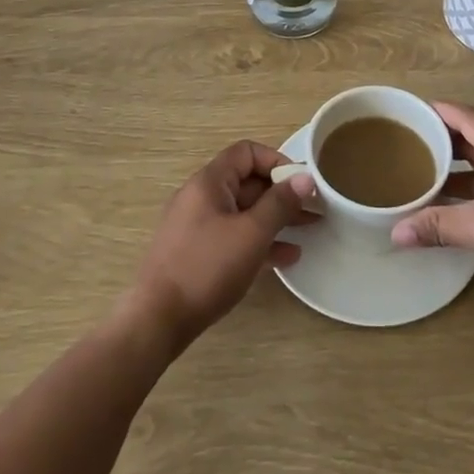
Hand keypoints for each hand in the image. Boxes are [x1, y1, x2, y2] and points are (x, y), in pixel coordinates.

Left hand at [127, 141, 317, 352]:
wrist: (158, 320)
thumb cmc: (207, 268)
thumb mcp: (251, 233)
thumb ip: (280, 203)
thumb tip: (305, 177)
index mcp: (209, 182)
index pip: (247, 152)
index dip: (277, 161)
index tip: (301, 183)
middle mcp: (201, 197)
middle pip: (247, 182)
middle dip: (282, 193)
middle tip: (315, 208)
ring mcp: (197, 226)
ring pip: (243, 211)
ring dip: (275, 218)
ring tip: (309, 229)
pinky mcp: (197, 253)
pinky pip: (234, 236)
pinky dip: (259, 240)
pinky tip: (286, 256)